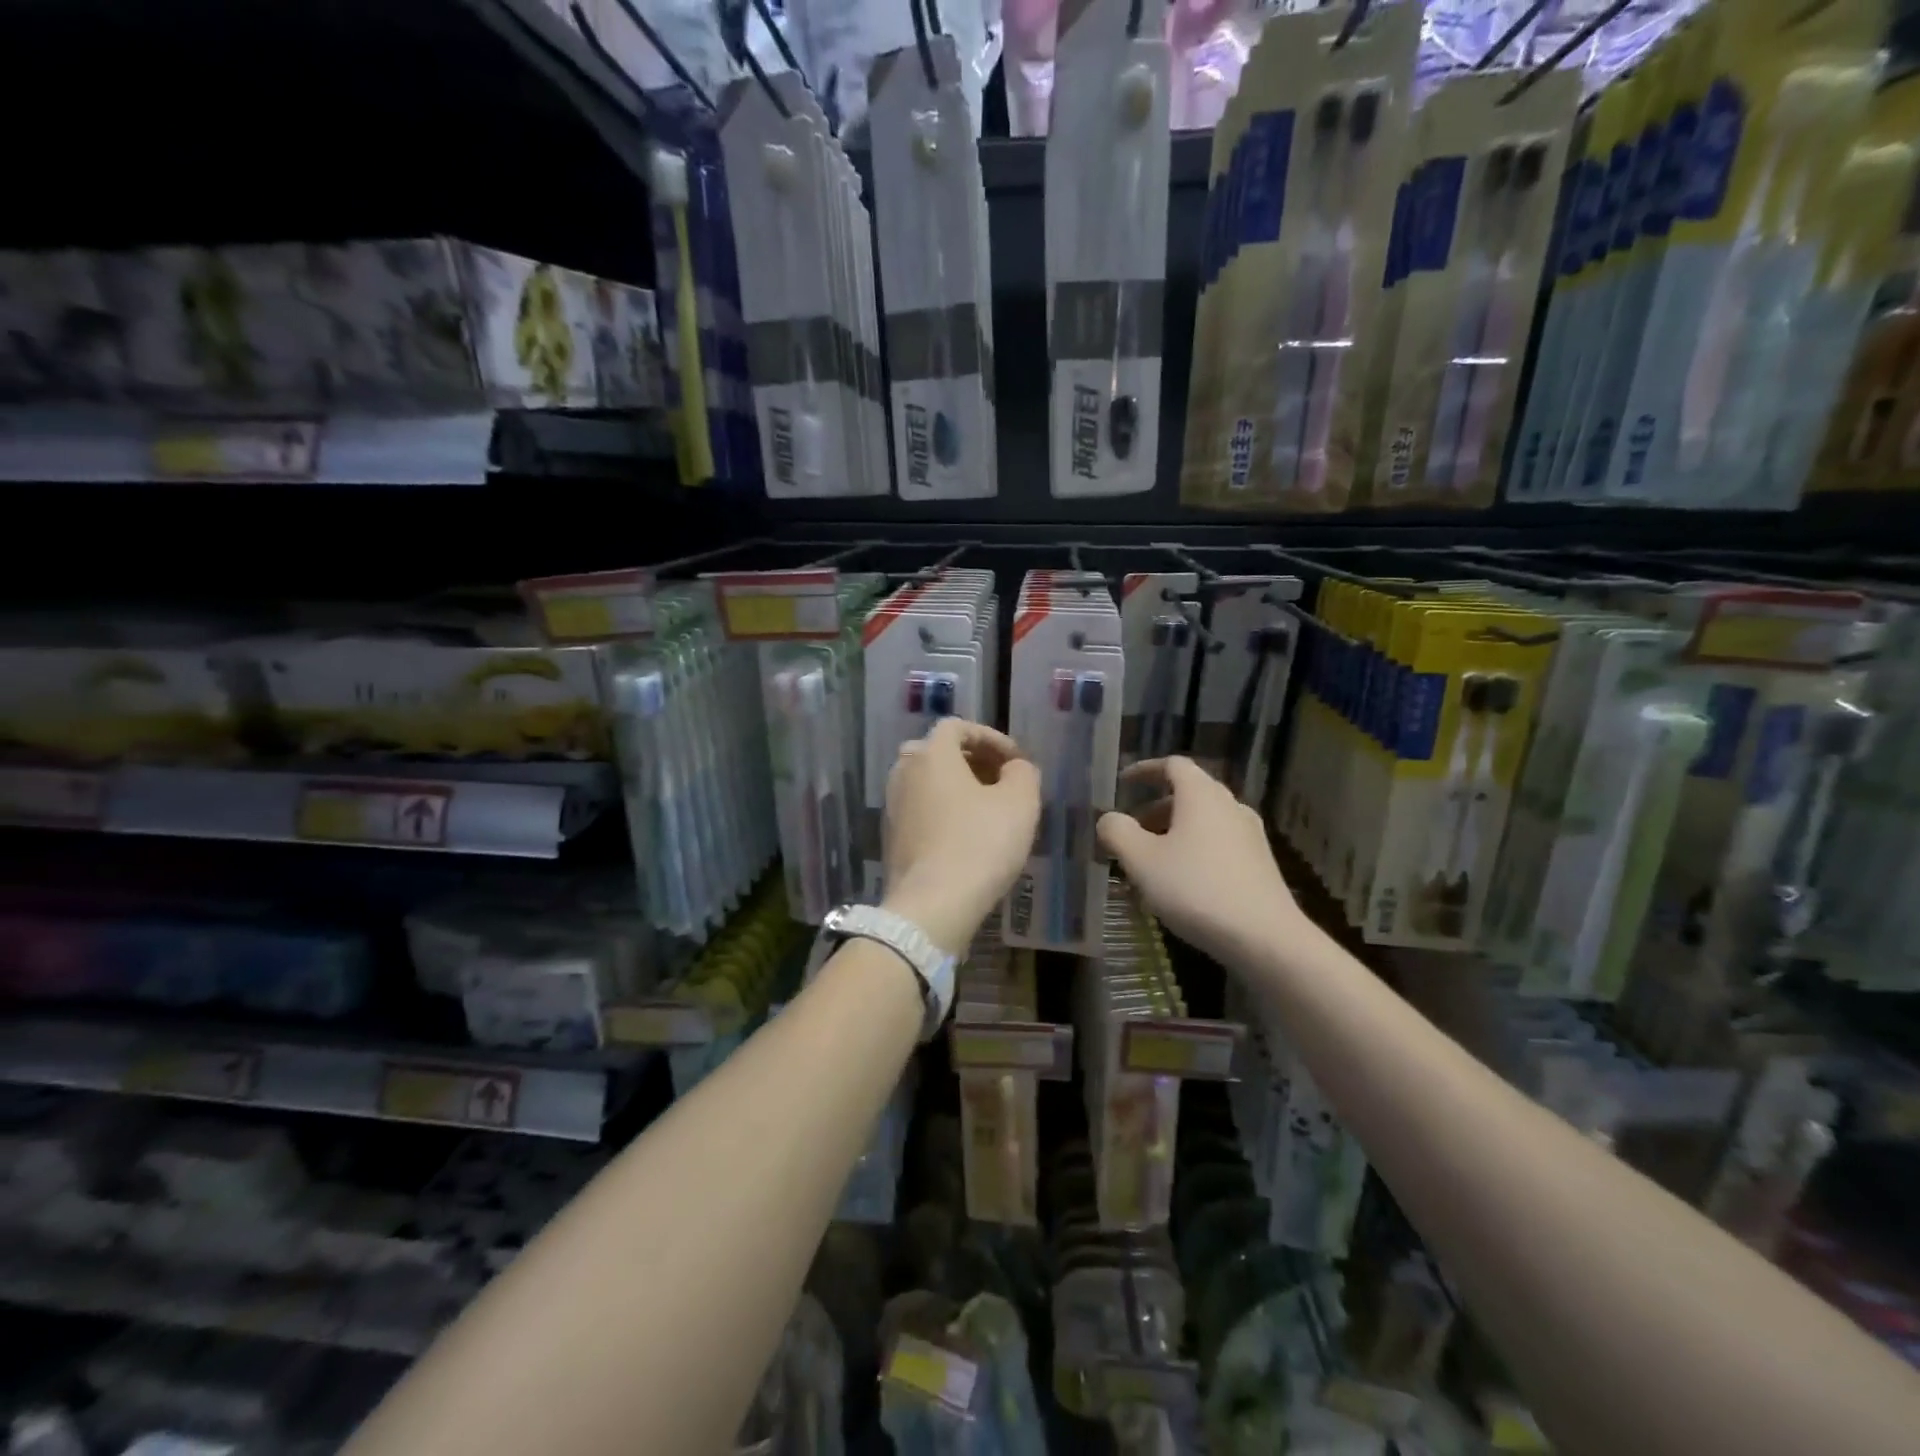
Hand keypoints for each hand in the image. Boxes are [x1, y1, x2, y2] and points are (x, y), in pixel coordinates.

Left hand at [882, 719, 1040, 953]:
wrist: (932, 905)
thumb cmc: (980, 843)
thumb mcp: (1020, 802)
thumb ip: (1023, 773)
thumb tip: (1015, 768)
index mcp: (930, 754)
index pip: (957, 727)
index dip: (991, 737)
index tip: (1016, 760)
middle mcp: (903, 772)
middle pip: (938, 752)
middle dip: (973, 761)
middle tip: (1002, 780)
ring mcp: (892, 806)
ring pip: (928, 782)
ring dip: (958, 787)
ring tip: (988, 809)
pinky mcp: (891, 837)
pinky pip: (921, 809)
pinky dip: (944, 811)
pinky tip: (967, 836)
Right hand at [1097, 756, 1302, 963]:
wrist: (1265, 937)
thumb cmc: (1195, 889)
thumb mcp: (1141, 860)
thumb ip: (1117, 832)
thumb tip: (1108, 819)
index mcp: (1201, 795)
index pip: (1172, 765)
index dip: (1144, 770)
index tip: (1123, 783)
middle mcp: (1229, 806)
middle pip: (1188, 794)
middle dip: (1154, 810)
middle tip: (1130, 833)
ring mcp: (1249, 835)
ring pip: (1202, 823)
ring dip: (1172, 835)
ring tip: (1149, 865)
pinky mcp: (1259, 864)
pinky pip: (1217, 845)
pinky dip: (1193, 852)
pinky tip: (1179, 886)